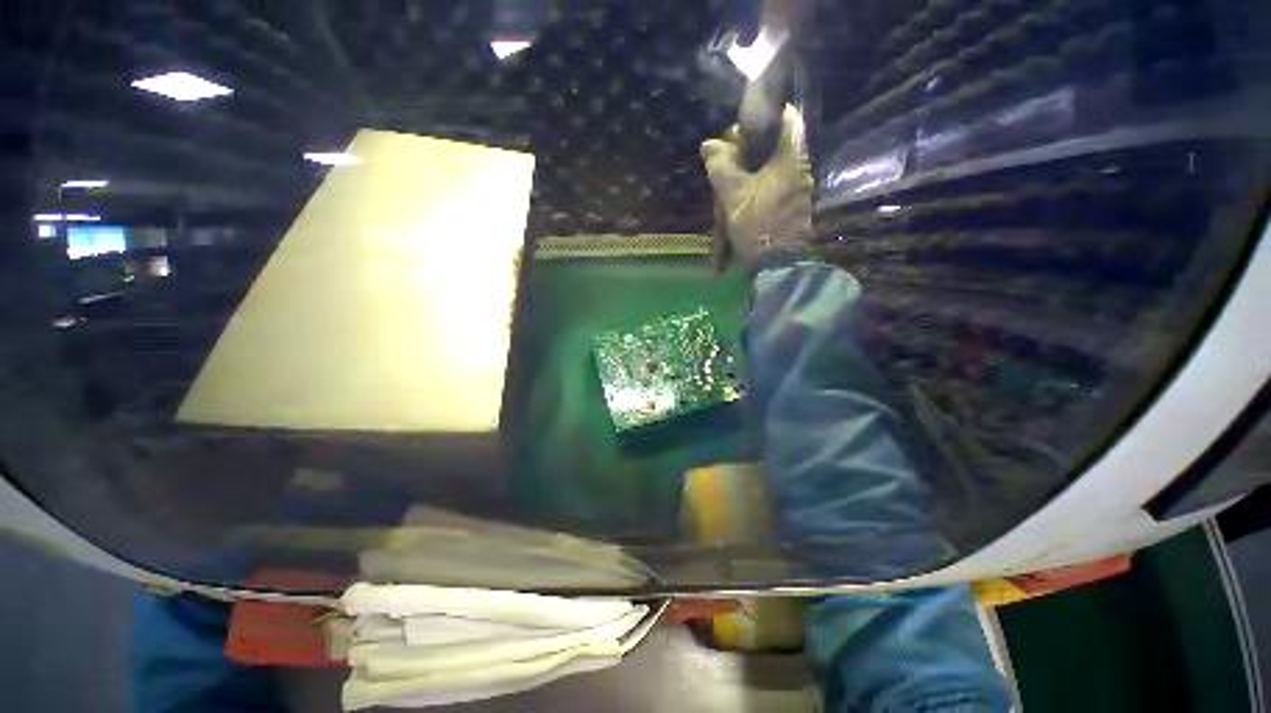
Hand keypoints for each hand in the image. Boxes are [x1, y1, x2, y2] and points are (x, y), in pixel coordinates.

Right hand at [701, 105, 814, 266]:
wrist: (778, 264)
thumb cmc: (758, 224)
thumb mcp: (733, 195)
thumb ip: (721, 166)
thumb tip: (709, 144)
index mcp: (791, 156)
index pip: (786, 117)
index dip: (763, 115)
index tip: (741, 127)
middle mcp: (801, 167)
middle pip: (776, 144)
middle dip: (751, 149)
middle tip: (728, 159)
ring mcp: (799, 188)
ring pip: (773, 167)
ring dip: (751, 171)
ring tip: (729, 184)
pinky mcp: (794, 205)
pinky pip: (774, 185)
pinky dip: (757, 187)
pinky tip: (741, 200)